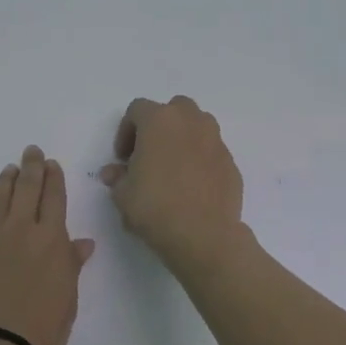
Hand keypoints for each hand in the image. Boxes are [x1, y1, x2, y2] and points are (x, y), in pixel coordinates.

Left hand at [0, 146, 95, 344]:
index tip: (51, 163)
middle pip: (27, 190)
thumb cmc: (41, 329)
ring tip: (7, 170)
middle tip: (31, 151)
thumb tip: (82, 242)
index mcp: (51, 240)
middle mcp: (20, 230)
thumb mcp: (68, 300)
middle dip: (31, 168)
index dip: (54, 179)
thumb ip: (72, 266)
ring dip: (3, 183)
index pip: (54, 199)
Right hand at [100, 96, 246, 277]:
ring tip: (172, 168)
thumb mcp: (123, 195)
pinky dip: (200, 160)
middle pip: (173, 109)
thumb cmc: (155, 207)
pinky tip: (192, 186)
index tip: (123, 158)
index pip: (137, 110)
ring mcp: (215, 141)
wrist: (203, 235)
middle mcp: (190, 122)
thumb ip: (118, 177)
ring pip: (198, 126)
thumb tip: (114, 173)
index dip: (126, 131)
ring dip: (183, 139)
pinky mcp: (231, 163)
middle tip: (149, 155)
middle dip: (159, 127)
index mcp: (160, 120)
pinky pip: (211, 152)